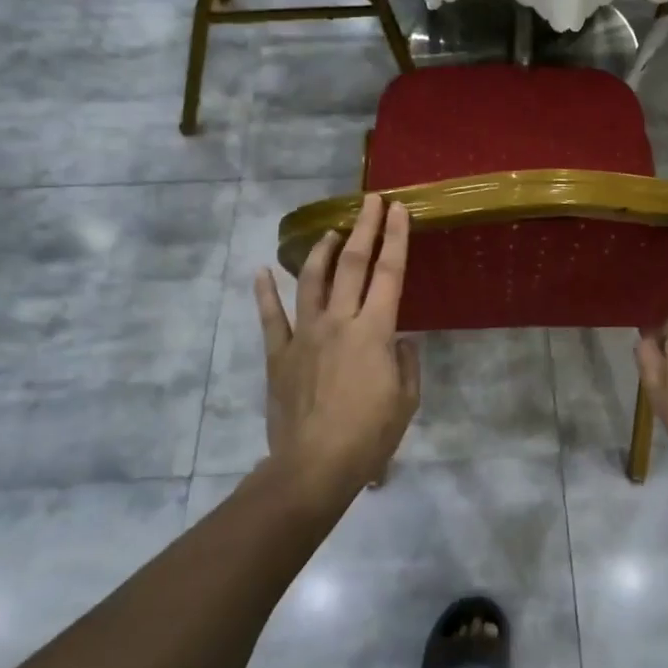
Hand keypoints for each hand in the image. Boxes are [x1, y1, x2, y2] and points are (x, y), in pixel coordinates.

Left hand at [255, 194, 420, 503]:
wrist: (314, 466)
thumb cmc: (369, 436)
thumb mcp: (406, 401)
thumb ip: (406, 364)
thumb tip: (400, 342)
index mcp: (375, 331)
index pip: (390, 273)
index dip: (395, 238)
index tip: (398, 210)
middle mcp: (339, 322)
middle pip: (352, 264)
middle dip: (363, 228)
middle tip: (370, 201)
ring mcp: (305, 335)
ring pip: (312, 281)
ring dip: (322, 251)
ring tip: (330, 231)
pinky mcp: (280, 354)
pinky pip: (272, 318)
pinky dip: (265, 293)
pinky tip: (261, 272)